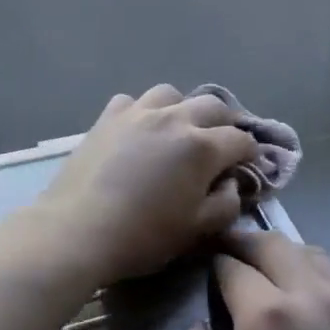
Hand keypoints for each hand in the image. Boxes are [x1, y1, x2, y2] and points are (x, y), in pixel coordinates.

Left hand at [32, 85, 259, 283]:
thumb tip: (231, 182)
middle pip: (212, 106)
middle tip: (223, 142)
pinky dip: (143, 111)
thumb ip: (225, 203)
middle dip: (226, 122)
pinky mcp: (108, 117)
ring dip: (183, 108)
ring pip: (171, 94)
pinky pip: (132, 101)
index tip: (250, 164)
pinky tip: (139, 129)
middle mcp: (174, 119)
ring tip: (179, 128)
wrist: (78, 229)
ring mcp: (138, 112)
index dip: (251, 152)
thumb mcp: (196, 230)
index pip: (240, 139)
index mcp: (201, 147)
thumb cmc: (142, 236)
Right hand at [174, 230, 329, 329]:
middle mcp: (313, 297)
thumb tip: (196, 325)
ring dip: (288, 255)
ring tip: (274, 270)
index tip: (205, 267)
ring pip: (316, 259)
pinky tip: (316, 314)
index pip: (232, 266)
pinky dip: (321, 285)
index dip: (213, 263)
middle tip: (231, 249)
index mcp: (267, 313)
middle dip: (247, 242)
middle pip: (276, 246)